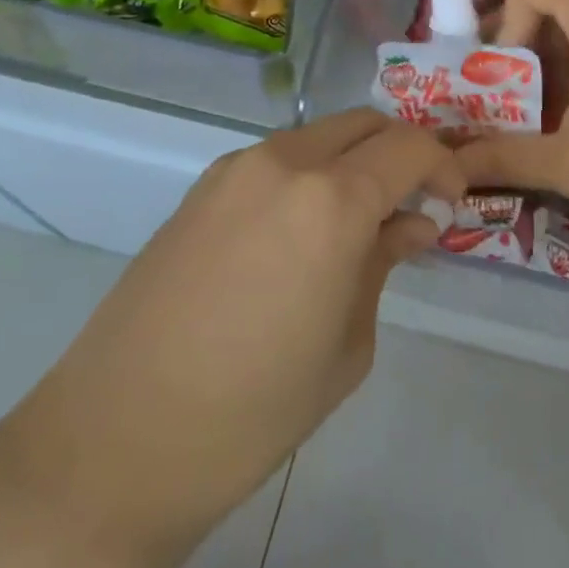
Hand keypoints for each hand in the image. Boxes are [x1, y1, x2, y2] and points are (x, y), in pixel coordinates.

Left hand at [0, 110, 460, 567]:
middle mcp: (283, 163)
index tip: (451, 201)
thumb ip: (382, 265)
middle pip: (363, 124)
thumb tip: (410, 224)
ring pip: (318, 137)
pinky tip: (302, 233)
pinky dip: (308, 175)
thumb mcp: (346, 345)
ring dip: (352, 162)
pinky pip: (275, 161)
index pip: (408, 147)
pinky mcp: (200, 189)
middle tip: (412, 203)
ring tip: (358, 222)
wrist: (116, 442)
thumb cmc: (253, 411)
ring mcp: (234, 170)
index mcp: (331, 200)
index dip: (442, 165)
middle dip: (399, 152)